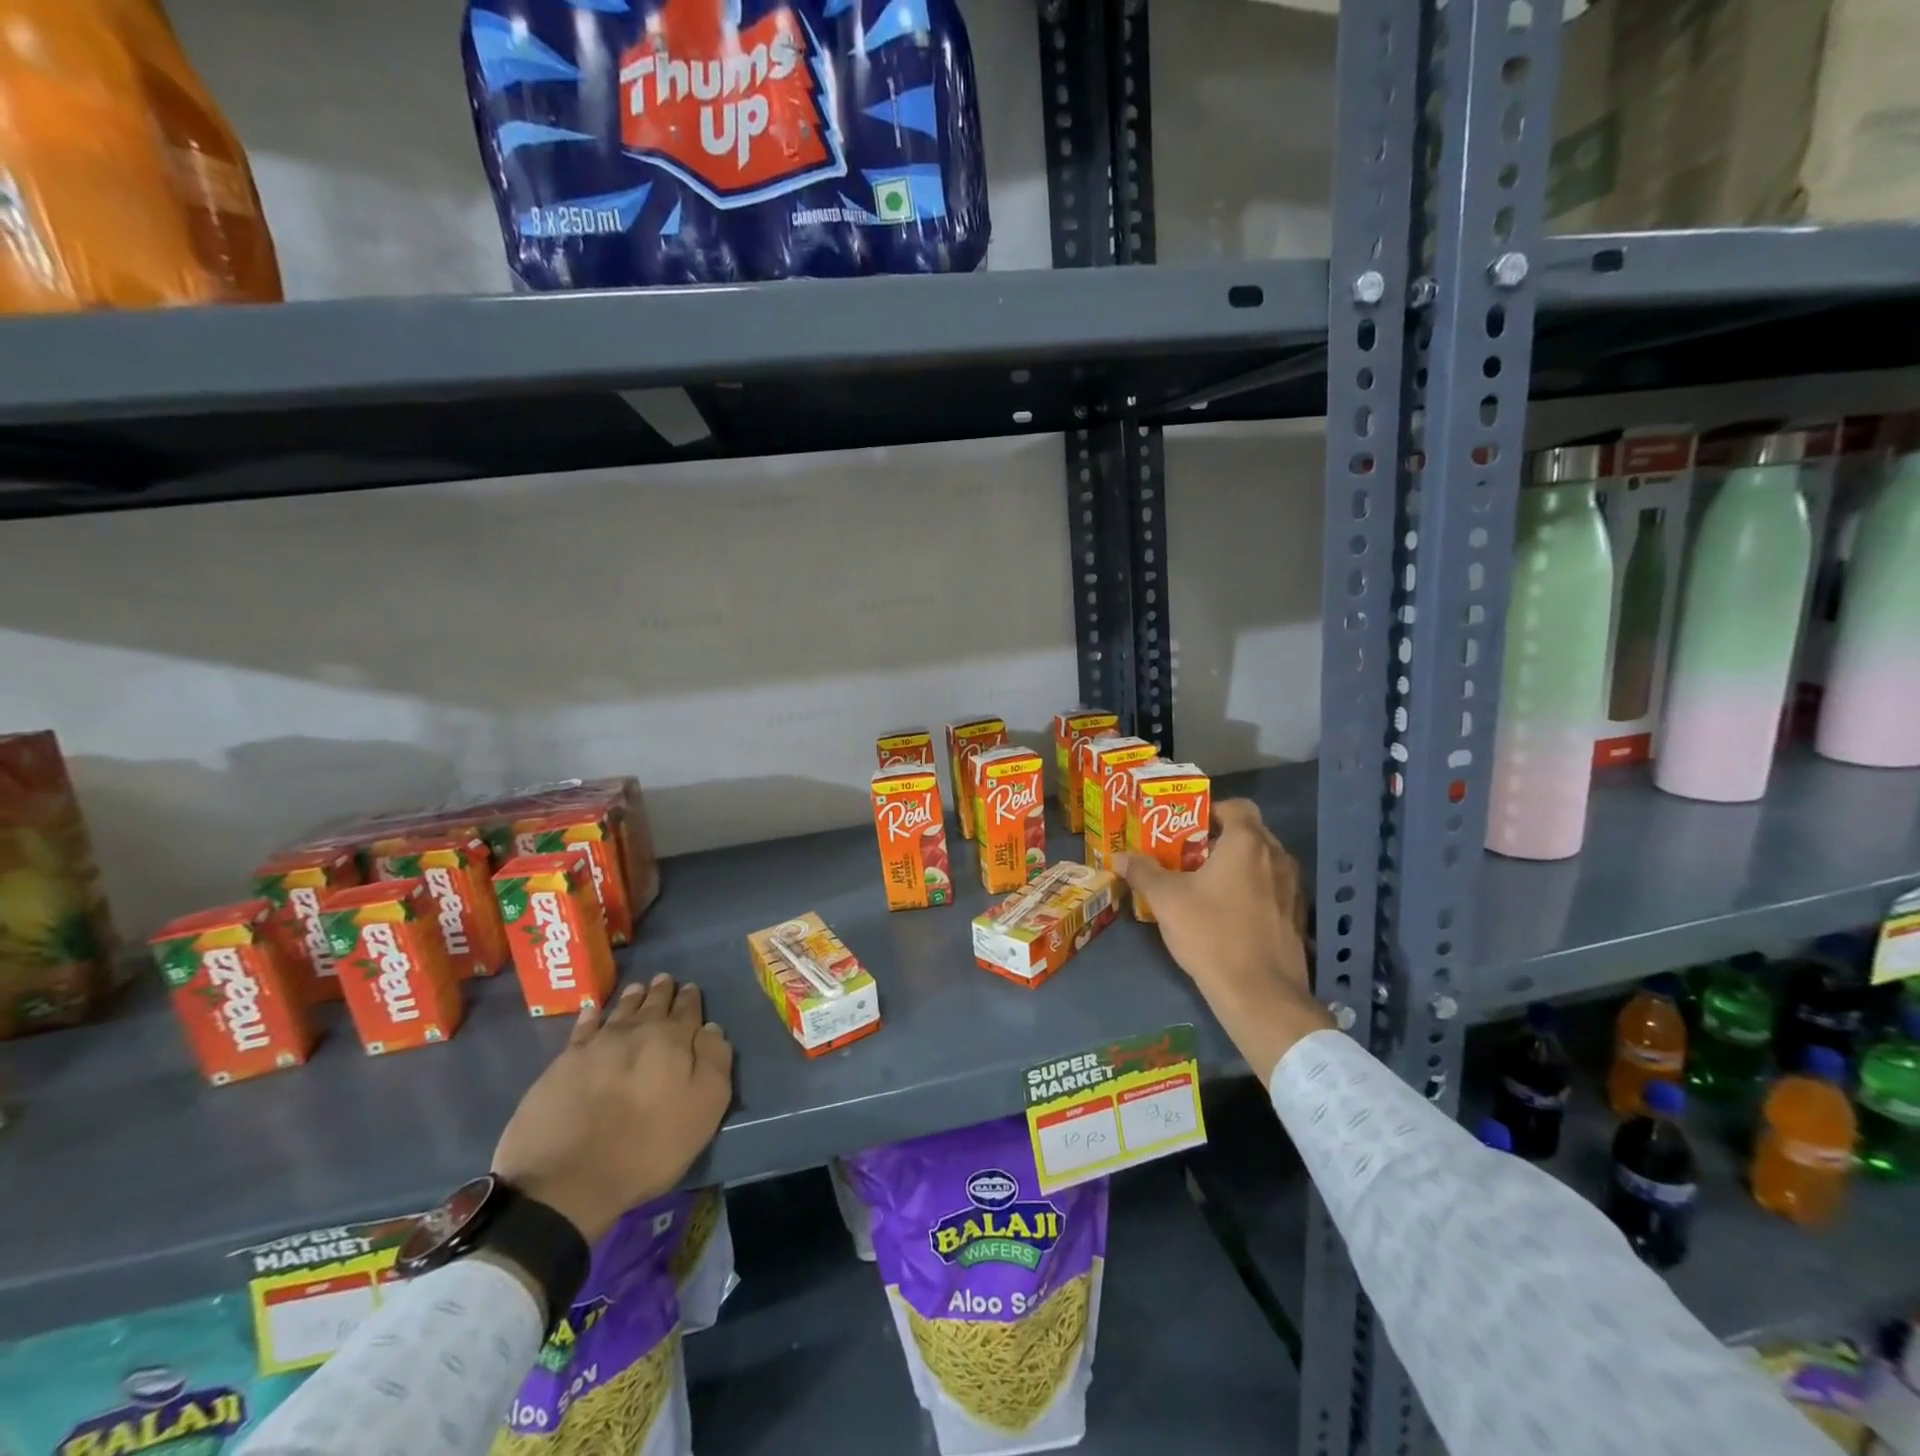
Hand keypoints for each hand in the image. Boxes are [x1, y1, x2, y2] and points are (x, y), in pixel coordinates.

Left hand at [493, 974, 733, 1243]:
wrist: (567, 1179)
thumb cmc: (648, 1147)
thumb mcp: (704, 1109)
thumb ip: (714, 1062)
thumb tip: (710, 1028)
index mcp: (673, 1040)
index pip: (687, 1011)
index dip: (690, 999)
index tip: (691, 988)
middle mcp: (636, 1031)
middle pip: (653, 1004)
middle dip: (662, 991)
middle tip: (665, 979)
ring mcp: (596, 1044)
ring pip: (620, 1010)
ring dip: (632, 998)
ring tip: (638, 988)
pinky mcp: (563, 1062)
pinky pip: (583, 1027)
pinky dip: (590, 1014)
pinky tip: (592, 1009)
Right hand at [1115, 799, 1333, 1082]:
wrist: (1260, 994)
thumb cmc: (1211, 933)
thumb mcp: (1166, 900)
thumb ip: (1143, 872)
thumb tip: (1119, 856)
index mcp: (1247, 843)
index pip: (1237, 807)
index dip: (1212, 811)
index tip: (1187, 828)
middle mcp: (1277, 858)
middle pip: (1249, 834)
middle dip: (1219, 841)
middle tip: (1188, 857)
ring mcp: (1293, 888)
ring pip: (1262, 863)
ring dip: (1237, 867)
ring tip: (1206, 885)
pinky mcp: (1297, 917)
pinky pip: (1272, 889)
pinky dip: (1252, 891)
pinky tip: (1229, 914)